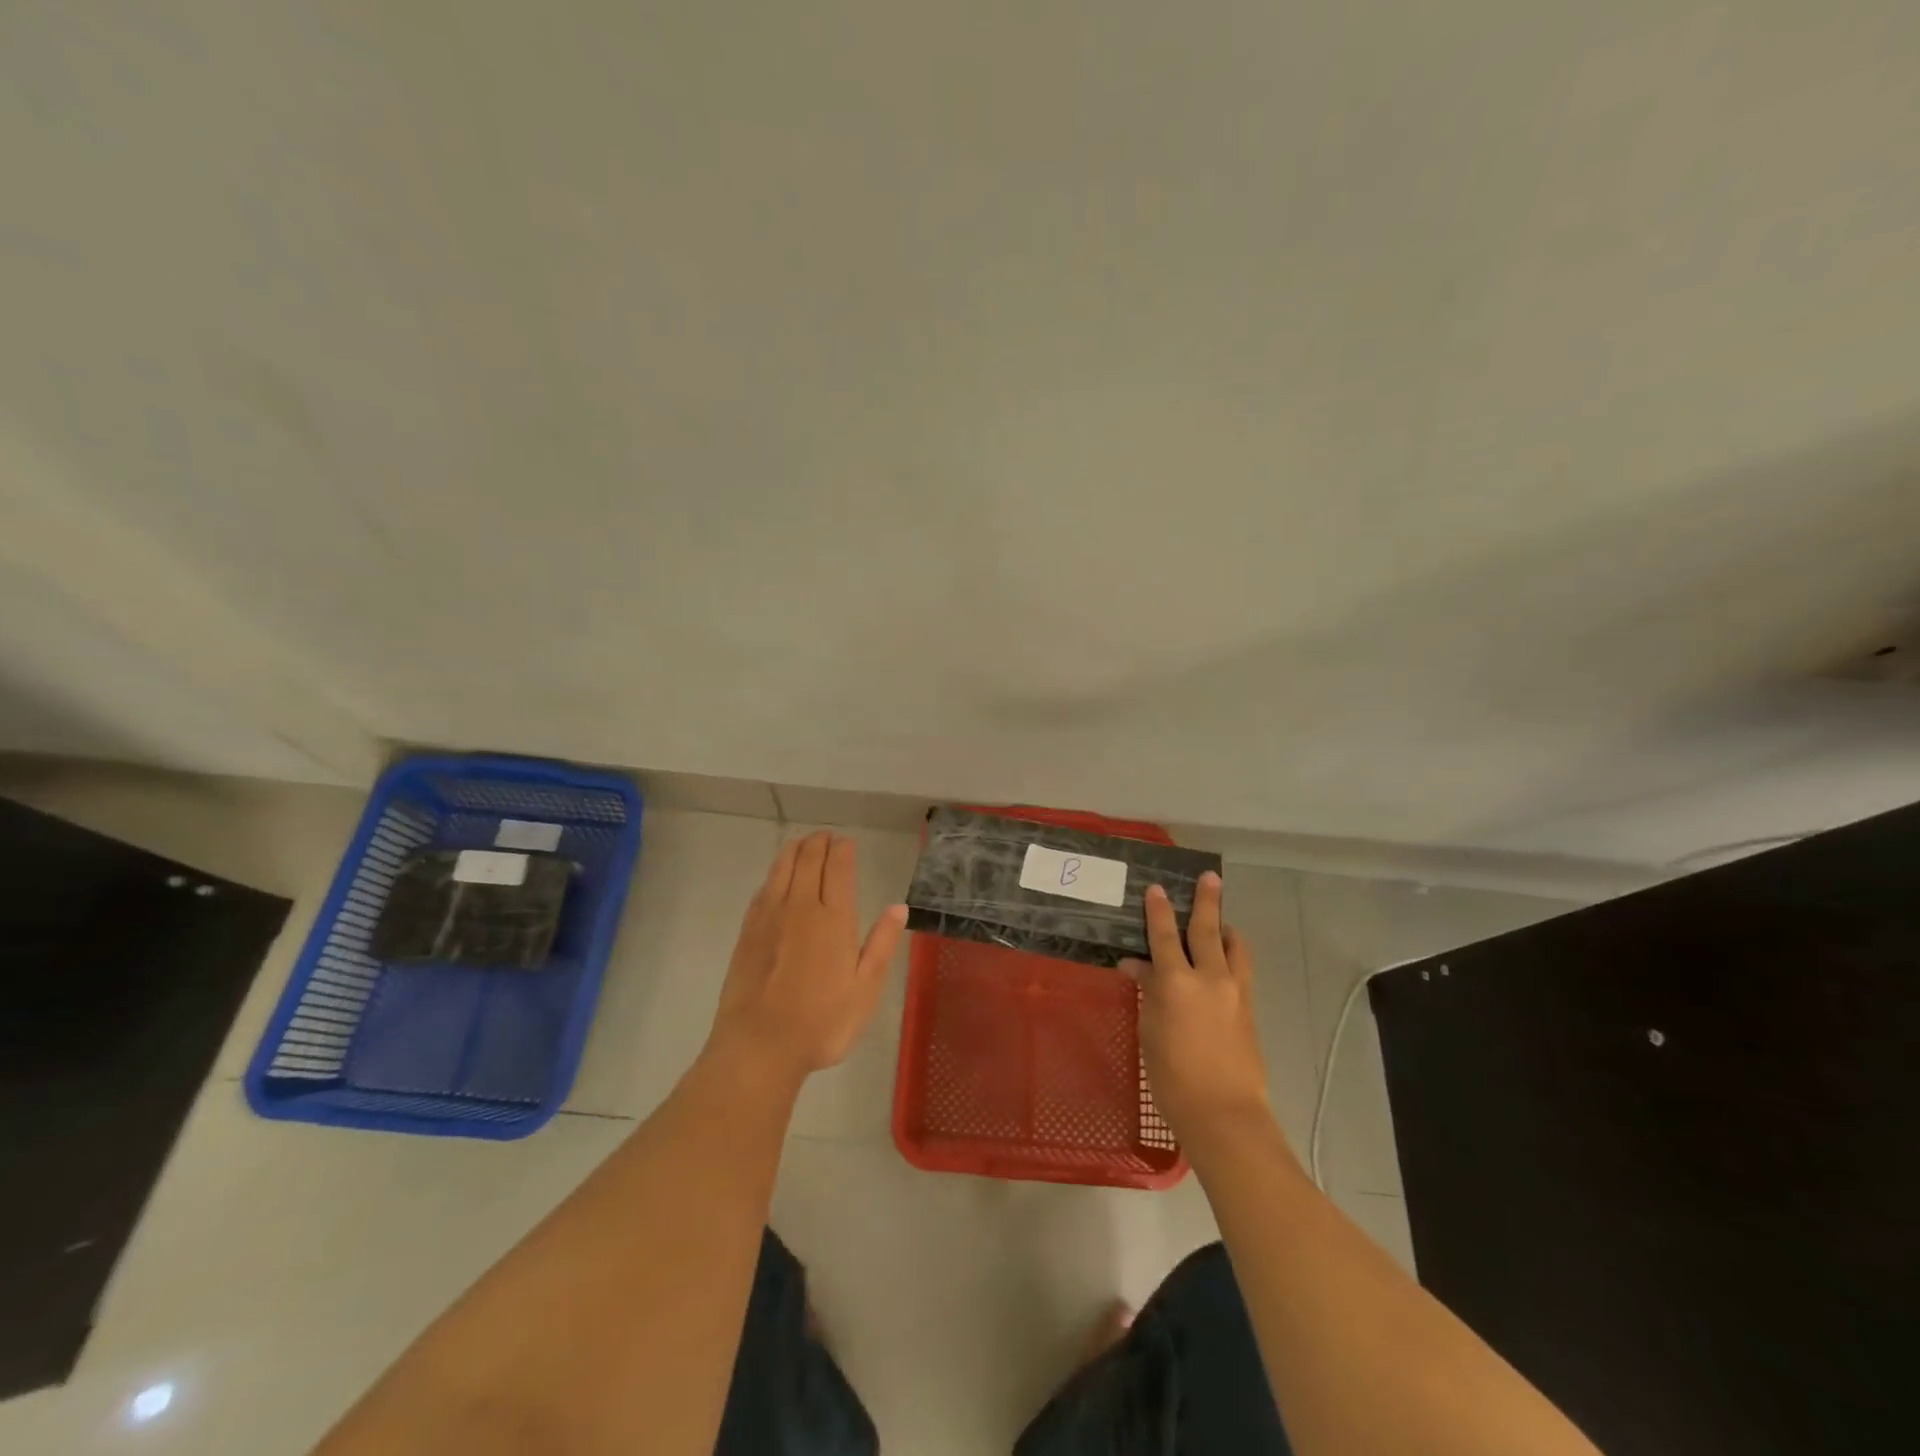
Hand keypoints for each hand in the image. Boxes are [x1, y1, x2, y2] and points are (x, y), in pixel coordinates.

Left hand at [708, 830, 907, 1084]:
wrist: (758, 1046)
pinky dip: (774, 873)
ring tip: (803, 844)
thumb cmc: (822, 1023)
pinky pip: (763, 888)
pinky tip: (777, 878)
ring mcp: (769, 917)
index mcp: (834, 918)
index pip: (838, 867)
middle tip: (827, 837)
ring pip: (782, 867)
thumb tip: (898, 907)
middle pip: (808, 859)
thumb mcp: (866, 990)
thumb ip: (882, 944)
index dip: (843, 849)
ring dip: (794, 850)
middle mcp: (801, 907)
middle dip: (819, 843)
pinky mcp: (747, 931)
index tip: (847, 842)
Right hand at [1123, 873, 1272, 1143]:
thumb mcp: (1150, 1031)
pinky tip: (1224, 961)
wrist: (1224, 1113)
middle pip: (1206, 930)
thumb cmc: (1173, 1076)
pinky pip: (1241, 970)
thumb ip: (1147, 993)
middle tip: (1209, 877)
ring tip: (1222, 921)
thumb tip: (1137, 967)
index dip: (1158, 910)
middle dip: (1206, 901)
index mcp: (1176, 982)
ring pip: (1233, 947)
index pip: (1163, 935)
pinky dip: (1232, 956)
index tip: (1156, 888)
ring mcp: (1234, 992)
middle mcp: (1209, 977)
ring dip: (1226, 929)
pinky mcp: (1249, 1009)